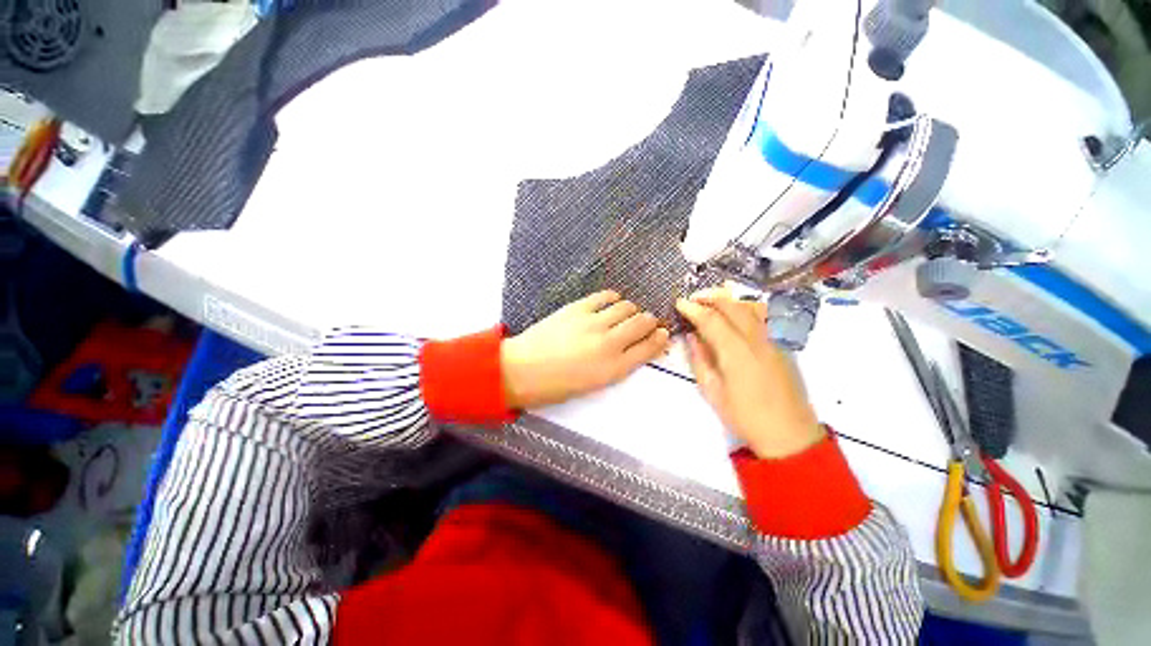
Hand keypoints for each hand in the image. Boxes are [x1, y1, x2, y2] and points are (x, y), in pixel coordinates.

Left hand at [501, 291, 670, 408]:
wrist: (521, 370)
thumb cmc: (556, 386)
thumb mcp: (593, 384)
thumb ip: (616, 366)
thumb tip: (630, 350)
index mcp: (614, 368)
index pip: (649, 348)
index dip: (660, 339)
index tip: (663, 334)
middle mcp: (610, 343)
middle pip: (643, 323)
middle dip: (650, 322)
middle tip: (647, 322)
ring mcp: (594, 322)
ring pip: (627, 307)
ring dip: (632, 310)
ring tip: (627, 313)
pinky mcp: (578, 308)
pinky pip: (605, 297)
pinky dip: (613, 298)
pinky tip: (612, 302)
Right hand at [675, 288, 824, 458]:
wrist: (789, 434)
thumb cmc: (745, 416)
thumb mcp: (713, 391)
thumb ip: (700, 360)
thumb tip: (692, 337)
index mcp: (736, 352)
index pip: (711, 319)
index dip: (693, 308)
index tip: (679, 303)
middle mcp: (756, 339)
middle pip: (733, 305)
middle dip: (710, 296)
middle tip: (693, 299)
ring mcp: (773, 340)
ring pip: (750, 307)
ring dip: (728, 299)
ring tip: (711, 301)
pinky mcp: (781, 345)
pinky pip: (761, 317)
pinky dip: (743, 308)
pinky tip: (732, 315)